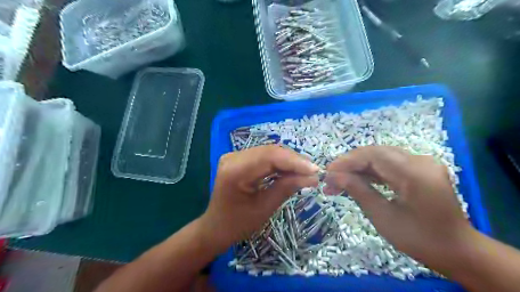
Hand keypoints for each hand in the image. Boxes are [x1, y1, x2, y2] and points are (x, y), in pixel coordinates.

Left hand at [200, 145, 318, 252]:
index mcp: (235, 170)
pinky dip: (279, 163)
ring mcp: (235, 156)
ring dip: (288, 161)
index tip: (315, 170)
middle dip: (294, 160)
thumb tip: (312, 177)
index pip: (270, 157)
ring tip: (306, 171)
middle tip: (313, 172)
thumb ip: (287, 187)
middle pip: (270, 151)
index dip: (295, 161)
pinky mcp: (239, 158)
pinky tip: (291, 170)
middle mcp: (233, 157)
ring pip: (269, 152)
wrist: (216, 227)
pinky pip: (264, 156)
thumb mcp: (265, 208)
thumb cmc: (238, 224)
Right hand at [326, 146, 473, 266]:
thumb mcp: (383, 217)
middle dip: (350, 164)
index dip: (347, 161)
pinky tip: (357, 180)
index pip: (373, 155)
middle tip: (330, 179)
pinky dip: (371, 172)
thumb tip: (333, 176)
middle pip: (375, 153)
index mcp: (415, 173)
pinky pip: (389, 164)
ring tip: (339, 181)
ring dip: (358, 168)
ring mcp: (421, 162)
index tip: (327, 172)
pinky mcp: (419, 168)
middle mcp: (420, 160)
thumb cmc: (420, 239)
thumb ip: (358, 190)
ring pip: (380, 157)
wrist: (457, 250)